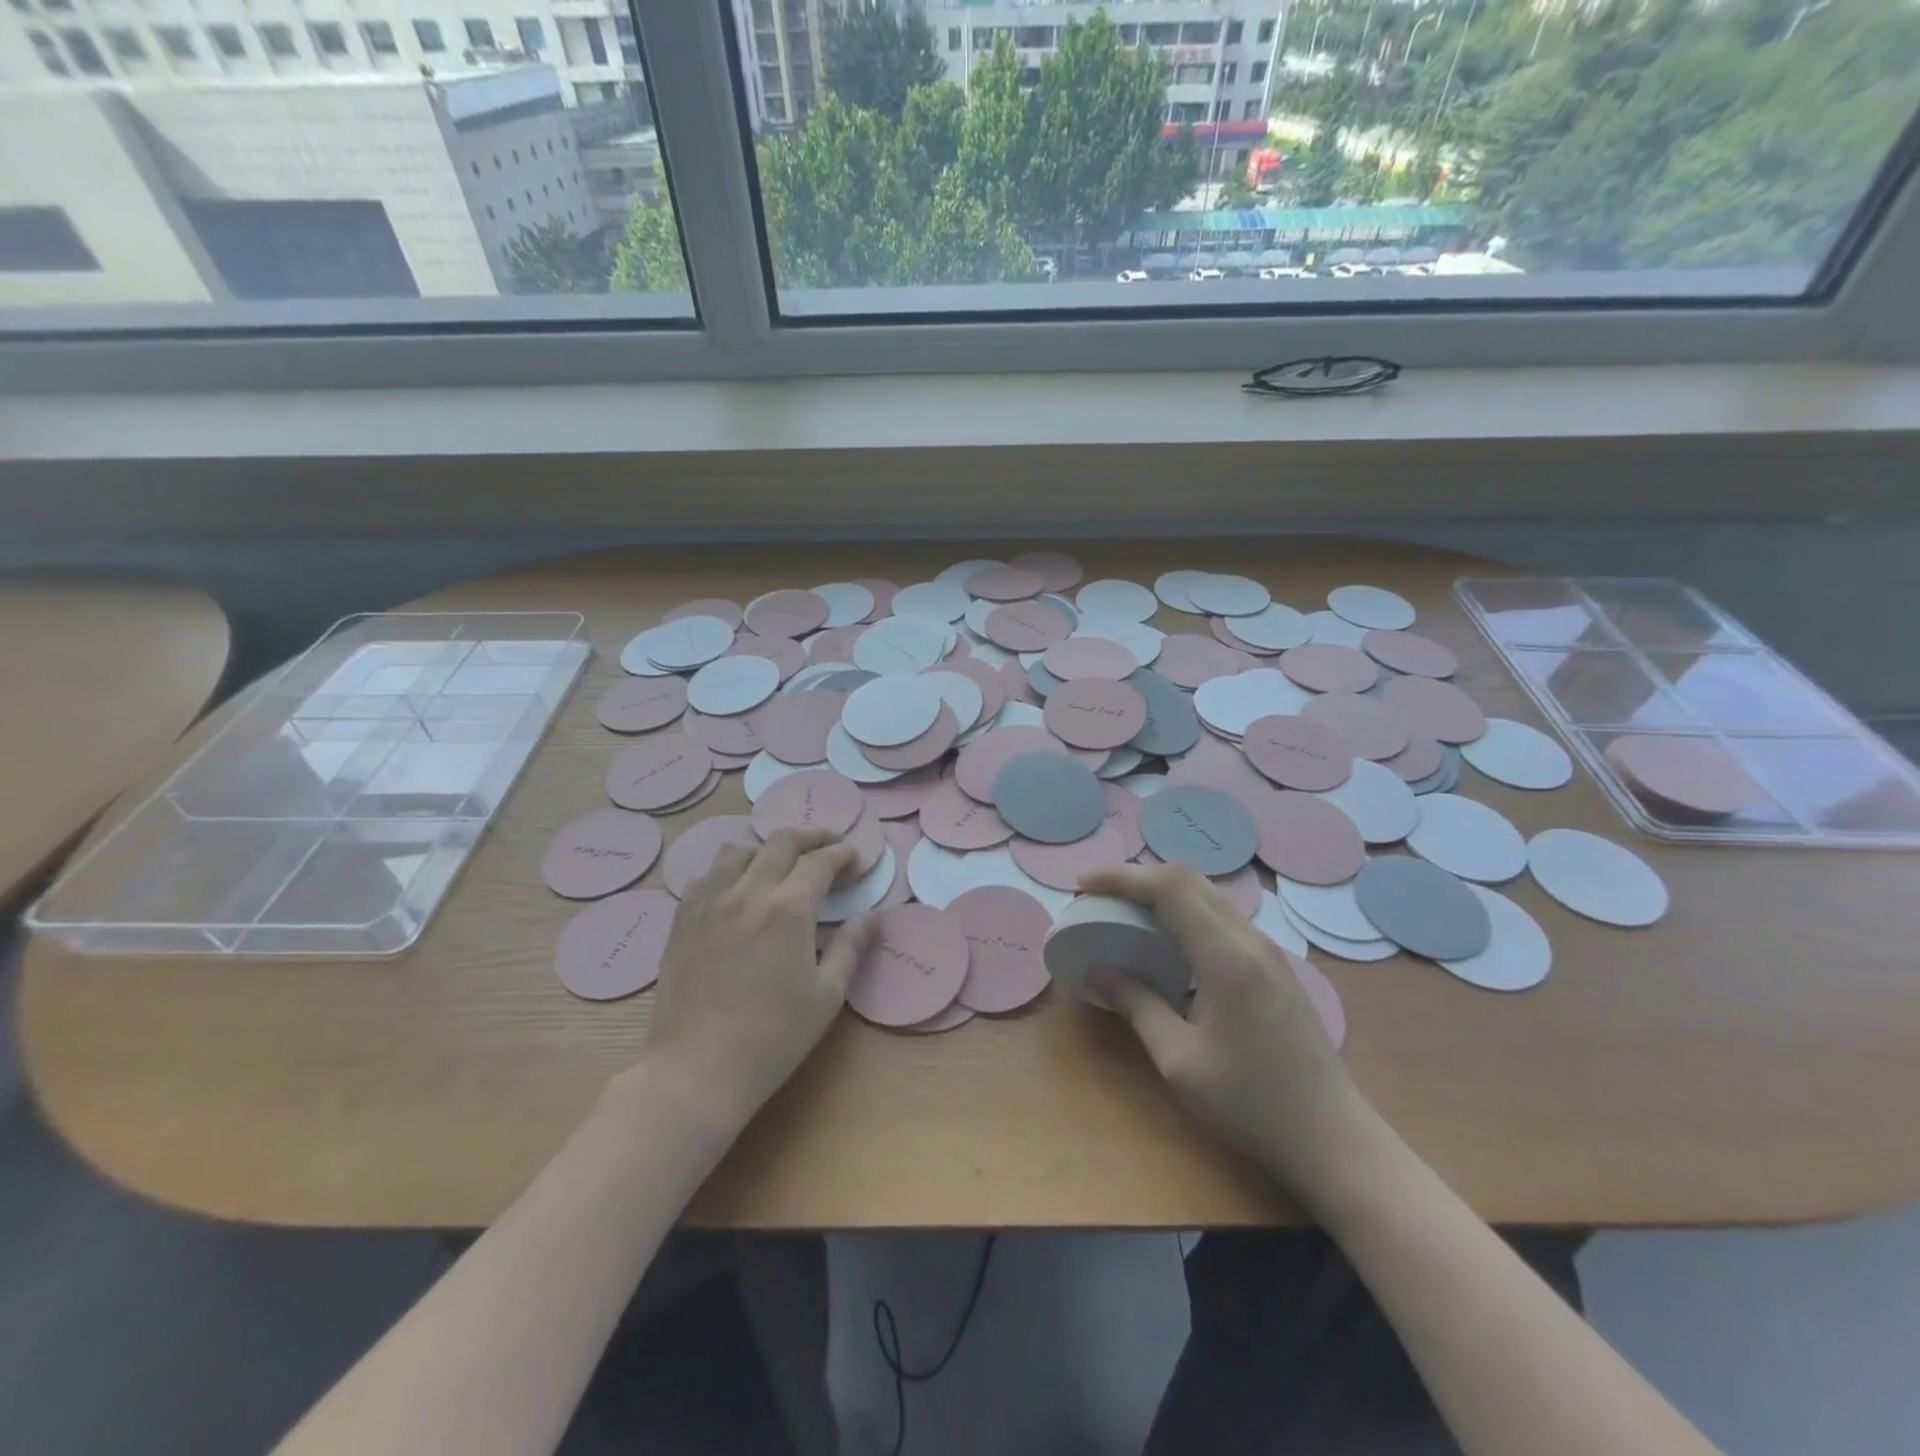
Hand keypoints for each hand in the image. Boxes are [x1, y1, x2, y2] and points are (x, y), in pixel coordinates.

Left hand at [621, 828, 878, 1130]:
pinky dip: (730, 870)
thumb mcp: (826, 996)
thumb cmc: (772, 1038)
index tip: (856, 858)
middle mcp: (747, 893)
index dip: (843, 854)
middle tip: (830, 844)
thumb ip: (852, 948)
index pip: (820, 862)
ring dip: (768, 848)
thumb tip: (872, 917)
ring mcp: (708, 903)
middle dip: (812, 836)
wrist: (696, 1070)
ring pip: (739, 851)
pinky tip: (737, 887)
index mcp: (788, 909)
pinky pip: (706, 876)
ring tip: (782, 862)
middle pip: (781, 843)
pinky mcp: (682, 921)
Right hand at [1080, 863, 1367, 1207]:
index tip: (1083, 886)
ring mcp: (1268, 951)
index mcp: (1226, 957)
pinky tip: (1168, 943)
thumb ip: (1137, 1005)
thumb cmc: (1250, 1104)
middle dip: (1138, 878)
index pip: (1170, 888)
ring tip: (1125, 913)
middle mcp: (1250, 940)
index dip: (1122, 877)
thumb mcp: (1179, 1060)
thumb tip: (1097, 972)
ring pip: (1208, 895)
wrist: (1333, 1139)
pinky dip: (1185, 914)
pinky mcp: (1274, 967)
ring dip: (1162, 893)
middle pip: (1189, 880)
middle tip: (1098, 897)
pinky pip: (1221, 919)